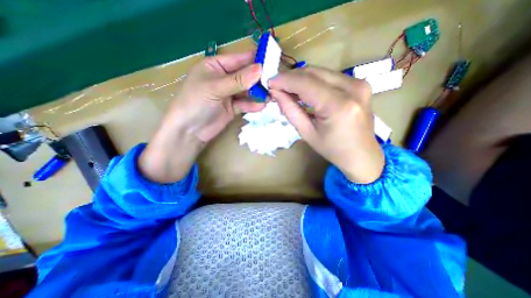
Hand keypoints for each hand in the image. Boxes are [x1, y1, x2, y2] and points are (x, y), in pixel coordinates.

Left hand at [138, 51, 262, 182]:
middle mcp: (224, 78)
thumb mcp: (215, 88)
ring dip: (258, 94)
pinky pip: (245, 104)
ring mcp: (229, 94)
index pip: (239, 59)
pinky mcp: (233, 108)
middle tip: (274, 83)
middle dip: (259, 79)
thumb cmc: (195, 103)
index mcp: (216, 66)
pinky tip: (261, 106)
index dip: (255, 60)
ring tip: (271, 96)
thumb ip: (238, 80)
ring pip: (248, 91)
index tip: (273, 61)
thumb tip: (260, 69)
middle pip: (246, 76)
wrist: (189, 131)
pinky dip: (253, 105)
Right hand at [271, 66, 383, 183]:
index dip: (285, 80)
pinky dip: (314, 81)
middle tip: (277, 86)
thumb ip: (290, 110)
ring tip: (289, 90)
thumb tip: (276, 92)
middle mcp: (352, 88)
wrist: (362, 155)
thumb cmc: (332, 149)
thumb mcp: (307, 133)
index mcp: (338, 106)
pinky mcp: (360, 84)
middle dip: (291, 77)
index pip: (305, 83)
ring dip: (301, 79)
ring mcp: (359, 83)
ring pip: (321, 71)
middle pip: (313, 72)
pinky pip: (330, 76)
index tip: (270, 82)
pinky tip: (305, 91)